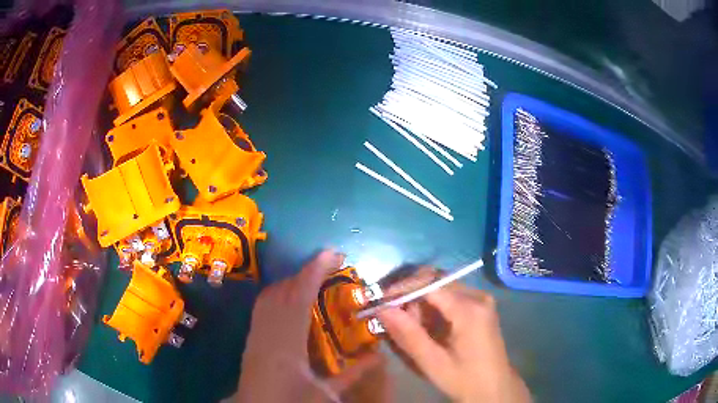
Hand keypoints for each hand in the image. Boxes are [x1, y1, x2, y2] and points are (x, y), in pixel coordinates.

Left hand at [235, 250, 381, 401]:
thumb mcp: (325, 394)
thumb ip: (353, 374)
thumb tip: (379, 356)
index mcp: (287, 343)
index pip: (299, 297)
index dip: (314, 271)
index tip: (332, 253)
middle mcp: (267, 331)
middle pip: (281, 290)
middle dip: (304, 273)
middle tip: (328, 266)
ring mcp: (255, 333)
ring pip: (269, 296)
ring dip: (290, 282)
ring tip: (312, 280)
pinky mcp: (251, 338)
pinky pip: (263, 307)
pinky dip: (278, 295)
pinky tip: (291, 301)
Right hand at [377, 281, 530, 402]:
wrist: (495, 388)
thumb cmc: (464, 379)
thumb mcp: (433, 362)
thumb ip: (408, 335)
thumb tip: (382, 309)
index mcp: (469, 310)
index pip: (430, 284)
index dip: (402, 288)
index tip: (379, 301)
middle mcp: (477, 296)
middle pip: (436, 281)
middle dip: (410, 295)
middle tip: (392, 316)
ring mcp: (481, 300)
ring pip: (441, 288)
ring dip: (420, 302)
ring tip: (410, 327)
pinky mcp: (480, 306)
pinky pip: (450, 296)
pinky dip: (432, 307)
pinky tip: (427, 327)